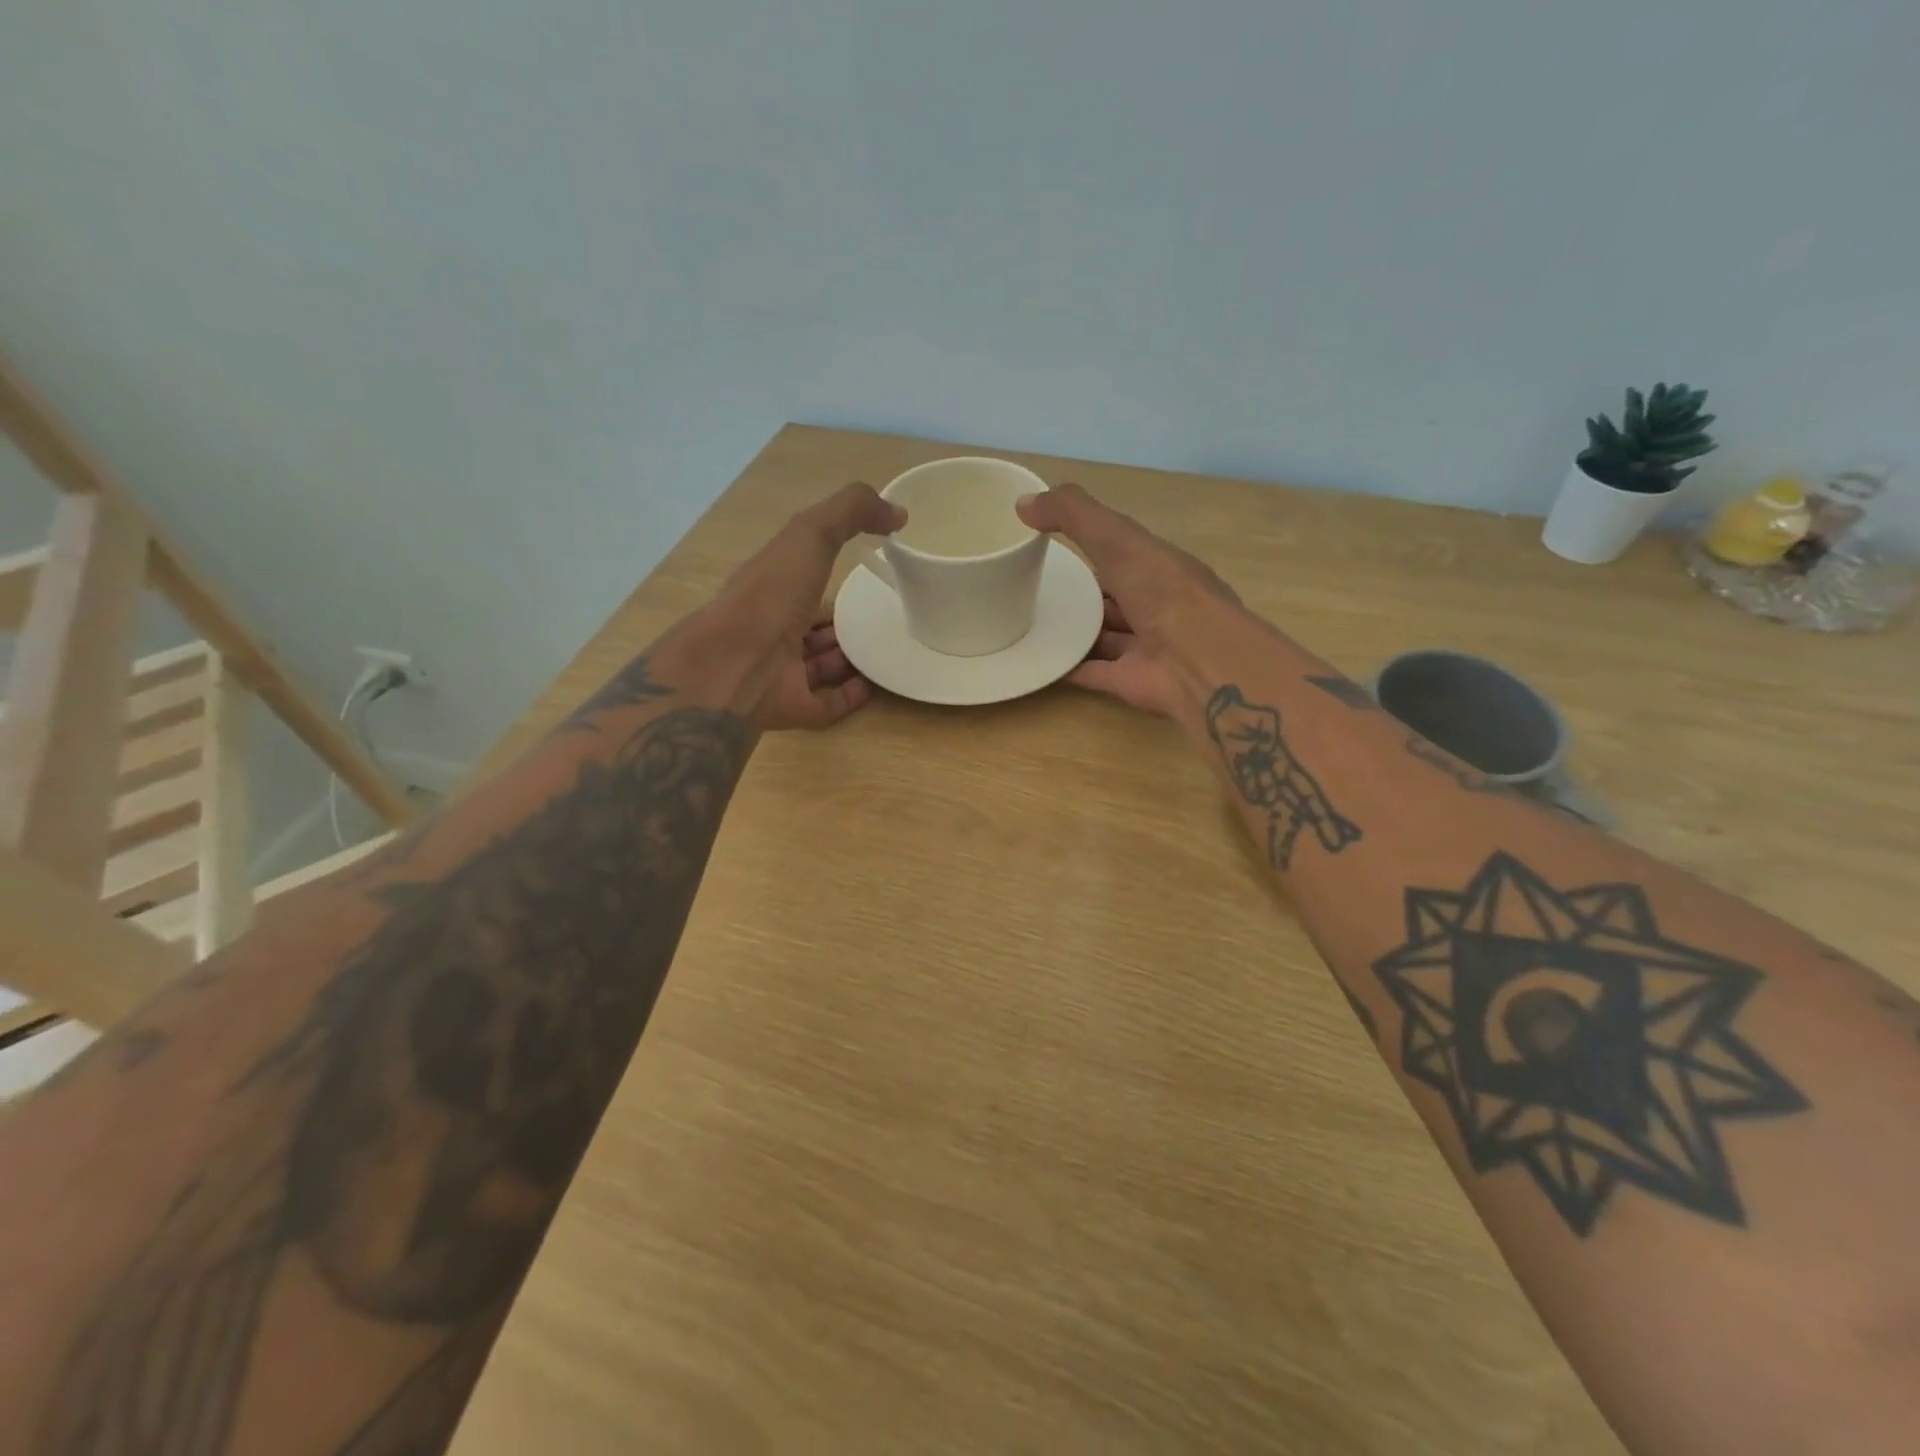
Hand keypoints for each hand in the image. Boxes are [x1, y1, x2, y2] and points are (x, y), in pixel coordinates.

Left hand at [694, 483, 904, 729]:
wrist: (737, 665)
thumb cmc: (770, 594)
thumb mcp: (810, 534)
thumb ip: (850, 511)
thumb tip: (898, 512)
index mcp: (772, 588)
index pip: (802, 578)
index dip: (829, 571)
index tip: (868, 567)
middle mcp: (774, 629)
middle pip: (813, 625)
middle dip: (842, 621)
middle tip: (884, 616)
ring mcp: (782, 672)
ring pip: (821, 664)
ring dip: (851, 657)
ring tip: (888, 649)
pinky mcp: (795, 707)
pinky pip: (829, 703)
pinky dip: (853, 695)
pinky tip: (879, 685)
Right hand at [1016, 482, 1241, 717]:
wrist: (1197, 661)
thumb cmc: (1163, 591)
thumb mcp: (1116, 538)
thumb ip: (1073, 515)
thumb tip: (1023, 503)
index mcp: (1161, 568)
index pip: (1124, 552)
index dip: (1094, 545)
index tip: (1052, 542)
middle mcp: (1157, 606)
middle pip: (1115, 597)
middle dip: (1084, 593)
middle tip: (1037, 587)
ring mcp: (1145, 647)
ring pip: (1105, 636)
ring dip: (1077, 631)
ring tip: (1031, 623)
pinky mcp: (1130, 681)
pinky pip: (1094, 672)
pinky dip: (1069, 668)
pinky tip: (1039, 661)